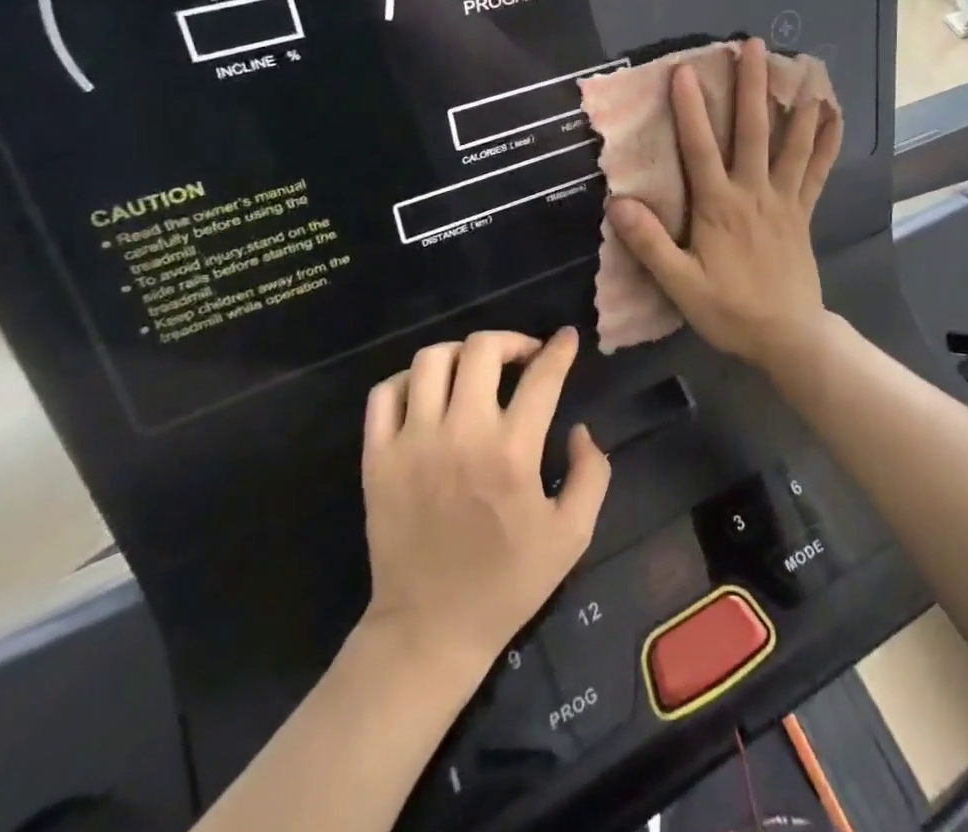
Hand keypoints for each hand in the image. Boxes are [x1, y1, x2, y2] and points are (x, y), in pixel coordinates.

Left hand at [361, 327, 610, 675]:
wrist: (430, 629)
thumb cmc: (508, 583)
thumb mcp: (572, 535)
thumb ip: (590, 473)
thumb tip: (579, 429)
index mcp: (512, 453)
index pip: (541, 376)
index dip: (560, 349)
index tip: (566, 338)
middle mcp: (461, 435)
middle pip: (482, 349)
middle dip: (511, 341)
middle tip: (523, 357)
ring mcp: (412, 443)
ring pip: (432, 360)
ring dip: (462, 354)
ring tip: (476, 371)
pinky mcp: (377, 457)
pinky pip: (385, 392)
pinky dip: (409, 379)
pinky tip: (428, 393)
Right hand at [607, 37, 841, 370]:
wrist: (788, 336)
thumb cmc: (730, 310)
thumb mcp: (681, 285)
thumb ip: (651, 244)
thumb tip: (618, 203)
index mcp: (720, 206)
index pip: (700, 148)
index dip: (689, 109)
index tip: (684, 70)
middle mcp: (754, 192)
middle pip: (753, 131)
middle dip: (751, 86)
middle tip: (752, 45)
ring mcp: (785, 199)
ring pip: (792, 143)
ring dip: (796, 103)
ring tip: (803, 67)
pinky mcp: (804, 211)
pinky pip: (819, 170)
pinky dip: (827, 141)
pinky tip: (835, 115)